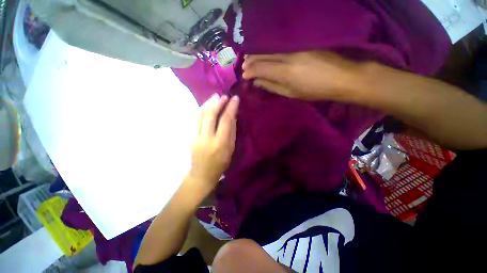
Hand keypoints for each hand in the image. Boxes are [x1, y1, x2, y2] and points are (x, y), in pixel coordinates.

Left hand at [188, 94, 238, 190]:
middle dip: (218, 102)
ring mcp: (196, 136)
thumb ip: (232, 131)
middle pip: (211, 115)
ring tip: (215, 97)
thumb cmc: (221, 163)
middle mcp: (207, 138)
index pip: (225, 120)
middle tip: (224, 96)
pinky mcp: (190, 136)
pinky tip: (206, 105)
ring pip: (200, 115)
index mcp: (220, 143)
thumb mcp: (231, 149)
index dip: (231, 107)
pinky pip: (195, 119)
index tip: (235, 99)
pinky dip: (201, 110)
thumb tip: (232, 116)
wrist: (202, 173)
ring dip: (208, 103)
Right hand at [242, 51, 360, 100]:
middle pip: (263, 55)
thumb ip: (272, 86)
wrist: (341, 77)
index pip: (260, 67)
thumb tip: (257, 82)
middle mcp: (288, 56)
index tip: (244, 76)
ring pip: (269, 48)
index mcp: (285, 72)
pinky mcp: (301, 43)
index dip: (249, 71)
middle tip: (244, 66)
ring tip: (250, 60)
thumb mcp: (291, 93)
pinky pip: (279, 46)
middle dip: (250, 61)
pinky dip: (268, 51)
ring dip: (257, 54)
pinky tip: (264, 54)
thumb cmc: (315, 90)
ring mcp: (295, 47)